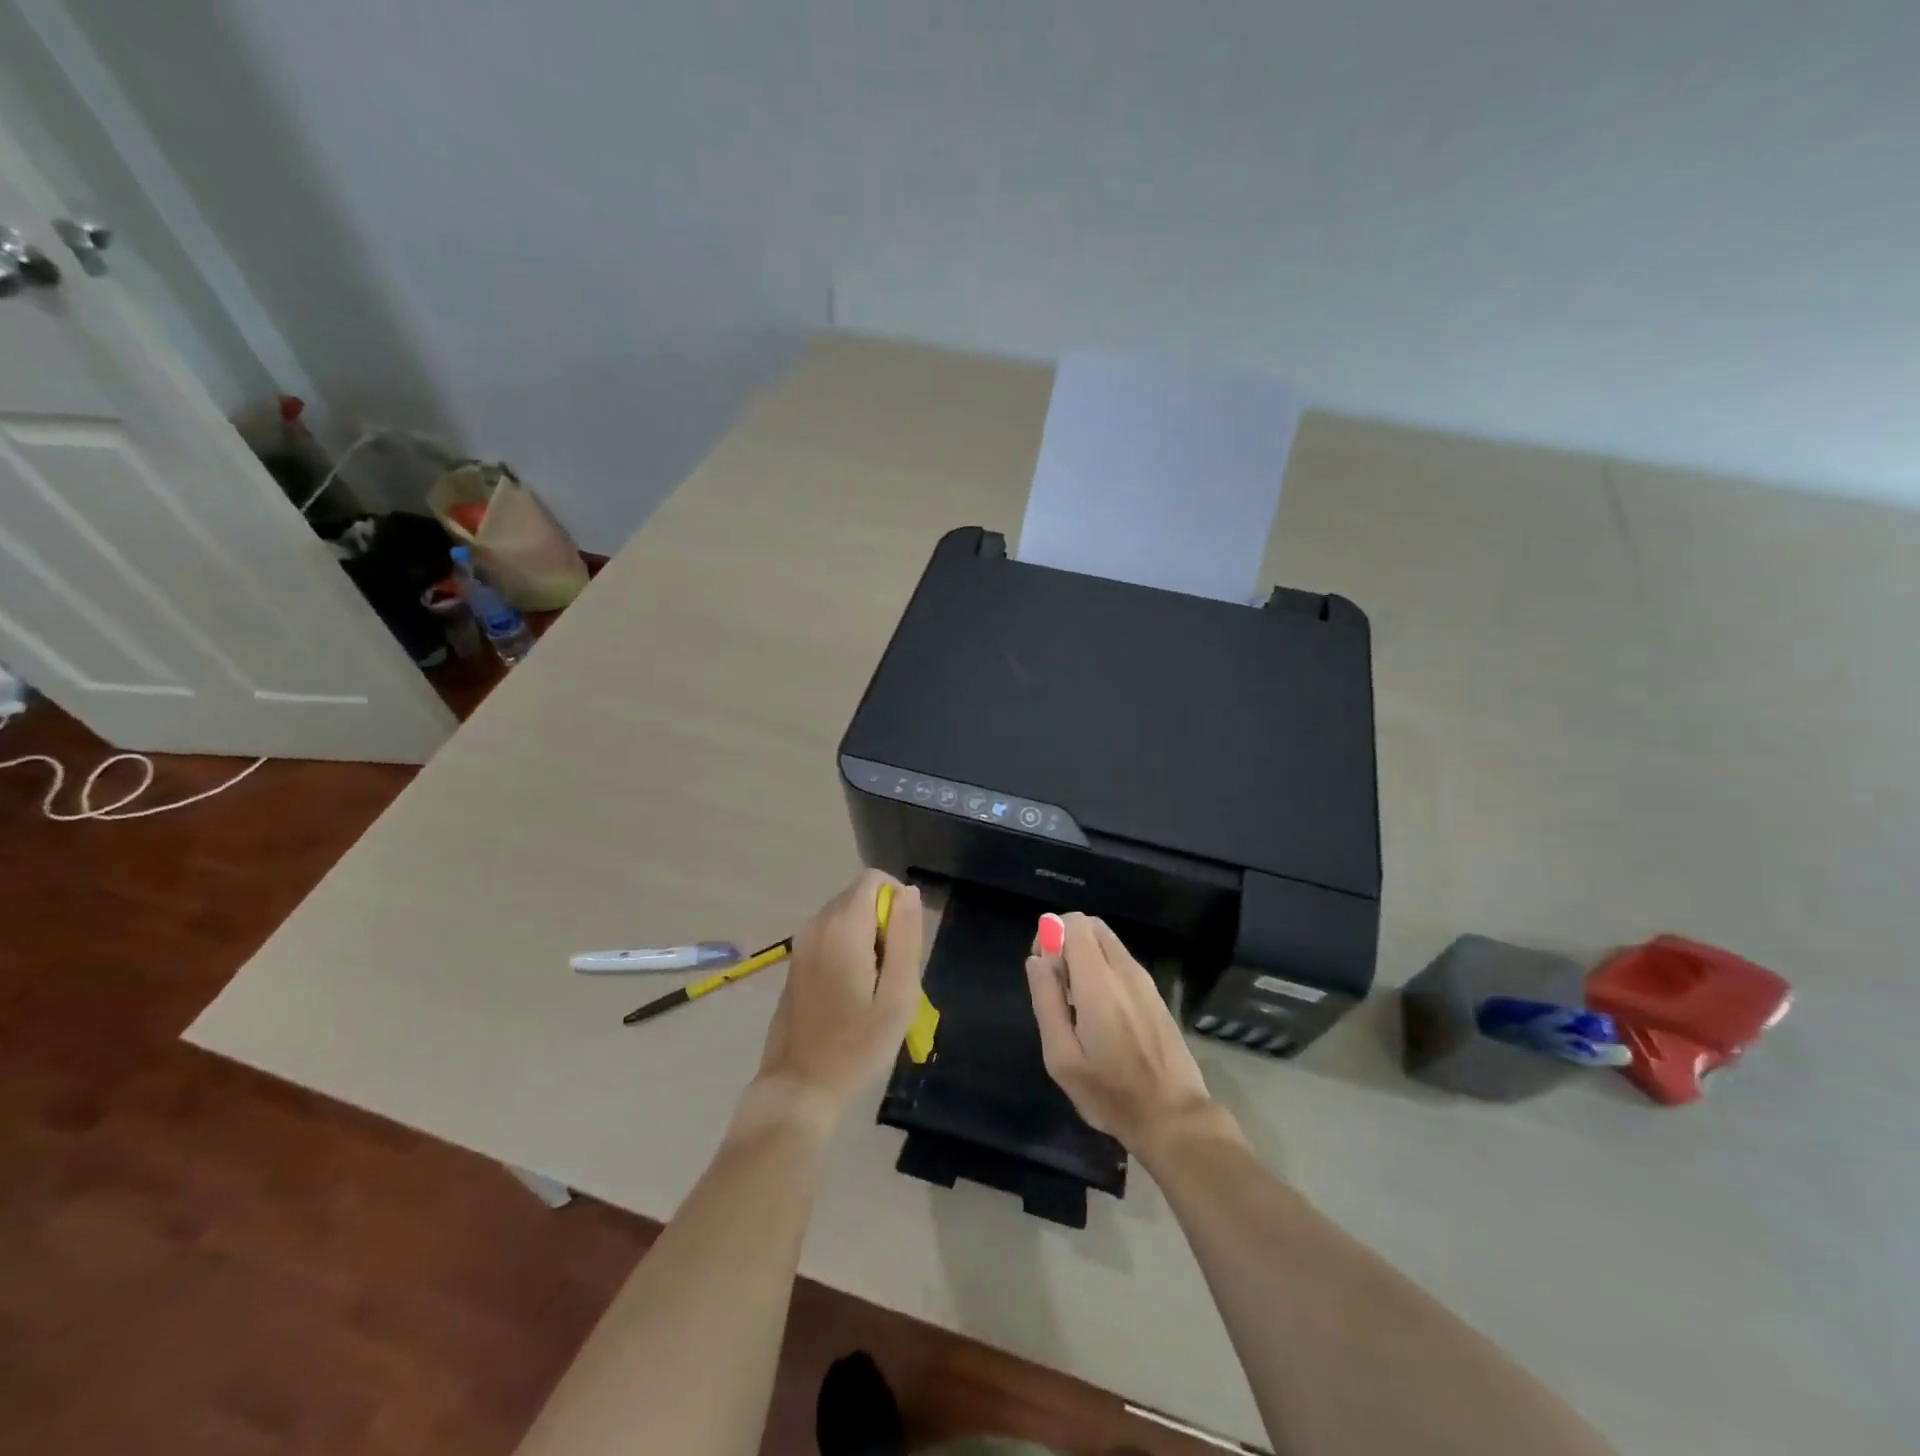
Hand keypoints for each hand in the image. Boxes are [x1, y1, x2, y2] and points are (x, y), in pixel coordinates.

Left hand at [749, 870, 924, 1128]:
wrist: (799, 1087)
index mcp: (843, 928)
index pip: (874, 880)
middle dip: (883, 923)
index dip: (898, 904)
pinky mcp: (796, 960)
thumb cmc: (856, 1046)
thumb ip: (906, 938)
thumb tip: (909, 893)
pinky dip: (848, 949)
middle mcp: (817, 925)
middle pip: (860, 897)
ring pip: (846, 916)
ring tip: (873, 987)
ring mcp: (802, 942)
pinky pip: (831, 935)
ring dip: (867, 938)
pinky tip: (851, 994)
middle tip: (890, 975)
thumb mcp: (898, 997)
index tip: (902, 947)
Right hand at [1026, 912, 1218, 1153]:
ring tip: (1076, 1000)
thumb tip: (1036, 960)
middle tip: (1057, 983)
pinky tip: (1100, 1011)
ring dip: (1085, 954)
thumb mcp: (1062, 1057)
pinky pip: (1121, 960)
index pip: (1073, 923)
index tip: (1043, 969)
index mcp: (1098, 982)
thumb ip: (1046, 1001)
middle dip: (1066, 940)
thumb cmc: (1110, 1093)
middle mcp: (1124, 970)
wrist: (1173, 1116)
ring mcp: (1144, 980)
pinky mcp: (1154, 993)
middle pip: (1091, 925)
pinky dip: (1102, 967)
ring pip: (1108, 941)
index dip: (1050, 933)